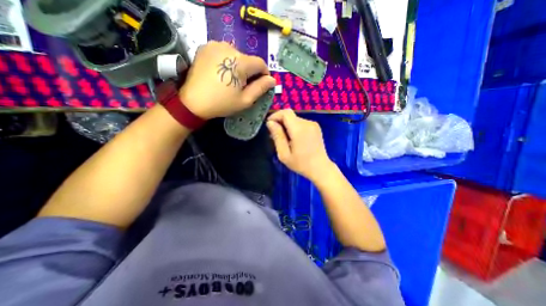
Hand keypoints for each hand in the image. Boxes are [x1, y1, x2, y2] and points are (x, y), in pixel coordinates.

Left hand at [179, 40, 274, 118]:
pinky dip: (227, 62)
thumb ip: (261, 88)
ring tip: (231, 80)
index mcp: (240, 62)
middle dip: (250, 72)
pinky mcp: (205, 47)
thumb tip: (272, 80)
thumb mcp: (245, 100)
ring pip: (236, 55)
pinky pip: (224, 53)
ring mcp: (215, 45)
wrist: (193, 102)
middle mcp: (229, 47)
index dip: (264, 75)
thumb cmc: (222, 103)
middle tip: (243, 86)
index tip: (261, 85)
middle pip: (248, 59)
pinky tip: (222, 73)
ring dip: (239, 66)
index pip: (261, 63)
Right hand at [266, 109, 334, 181]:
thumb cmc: (301, 164)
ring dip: (287, 125)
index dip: (275, 116)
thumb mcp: (284, 153)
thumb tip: (270, 123)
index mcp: (299, 129)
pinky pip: (301, 123)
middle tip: (275, 135)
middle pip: (290, 115)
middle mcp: (307, 123)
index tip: (269, 125)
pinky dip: (294, 127)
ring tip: (284, 139)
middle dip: (280, 122)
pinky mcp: (316, 127)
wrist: (320, 168)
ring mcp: (313, 124)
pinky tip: (293, 138)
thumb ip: (277, 136)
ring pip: (295, 119)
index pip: (285, 113)